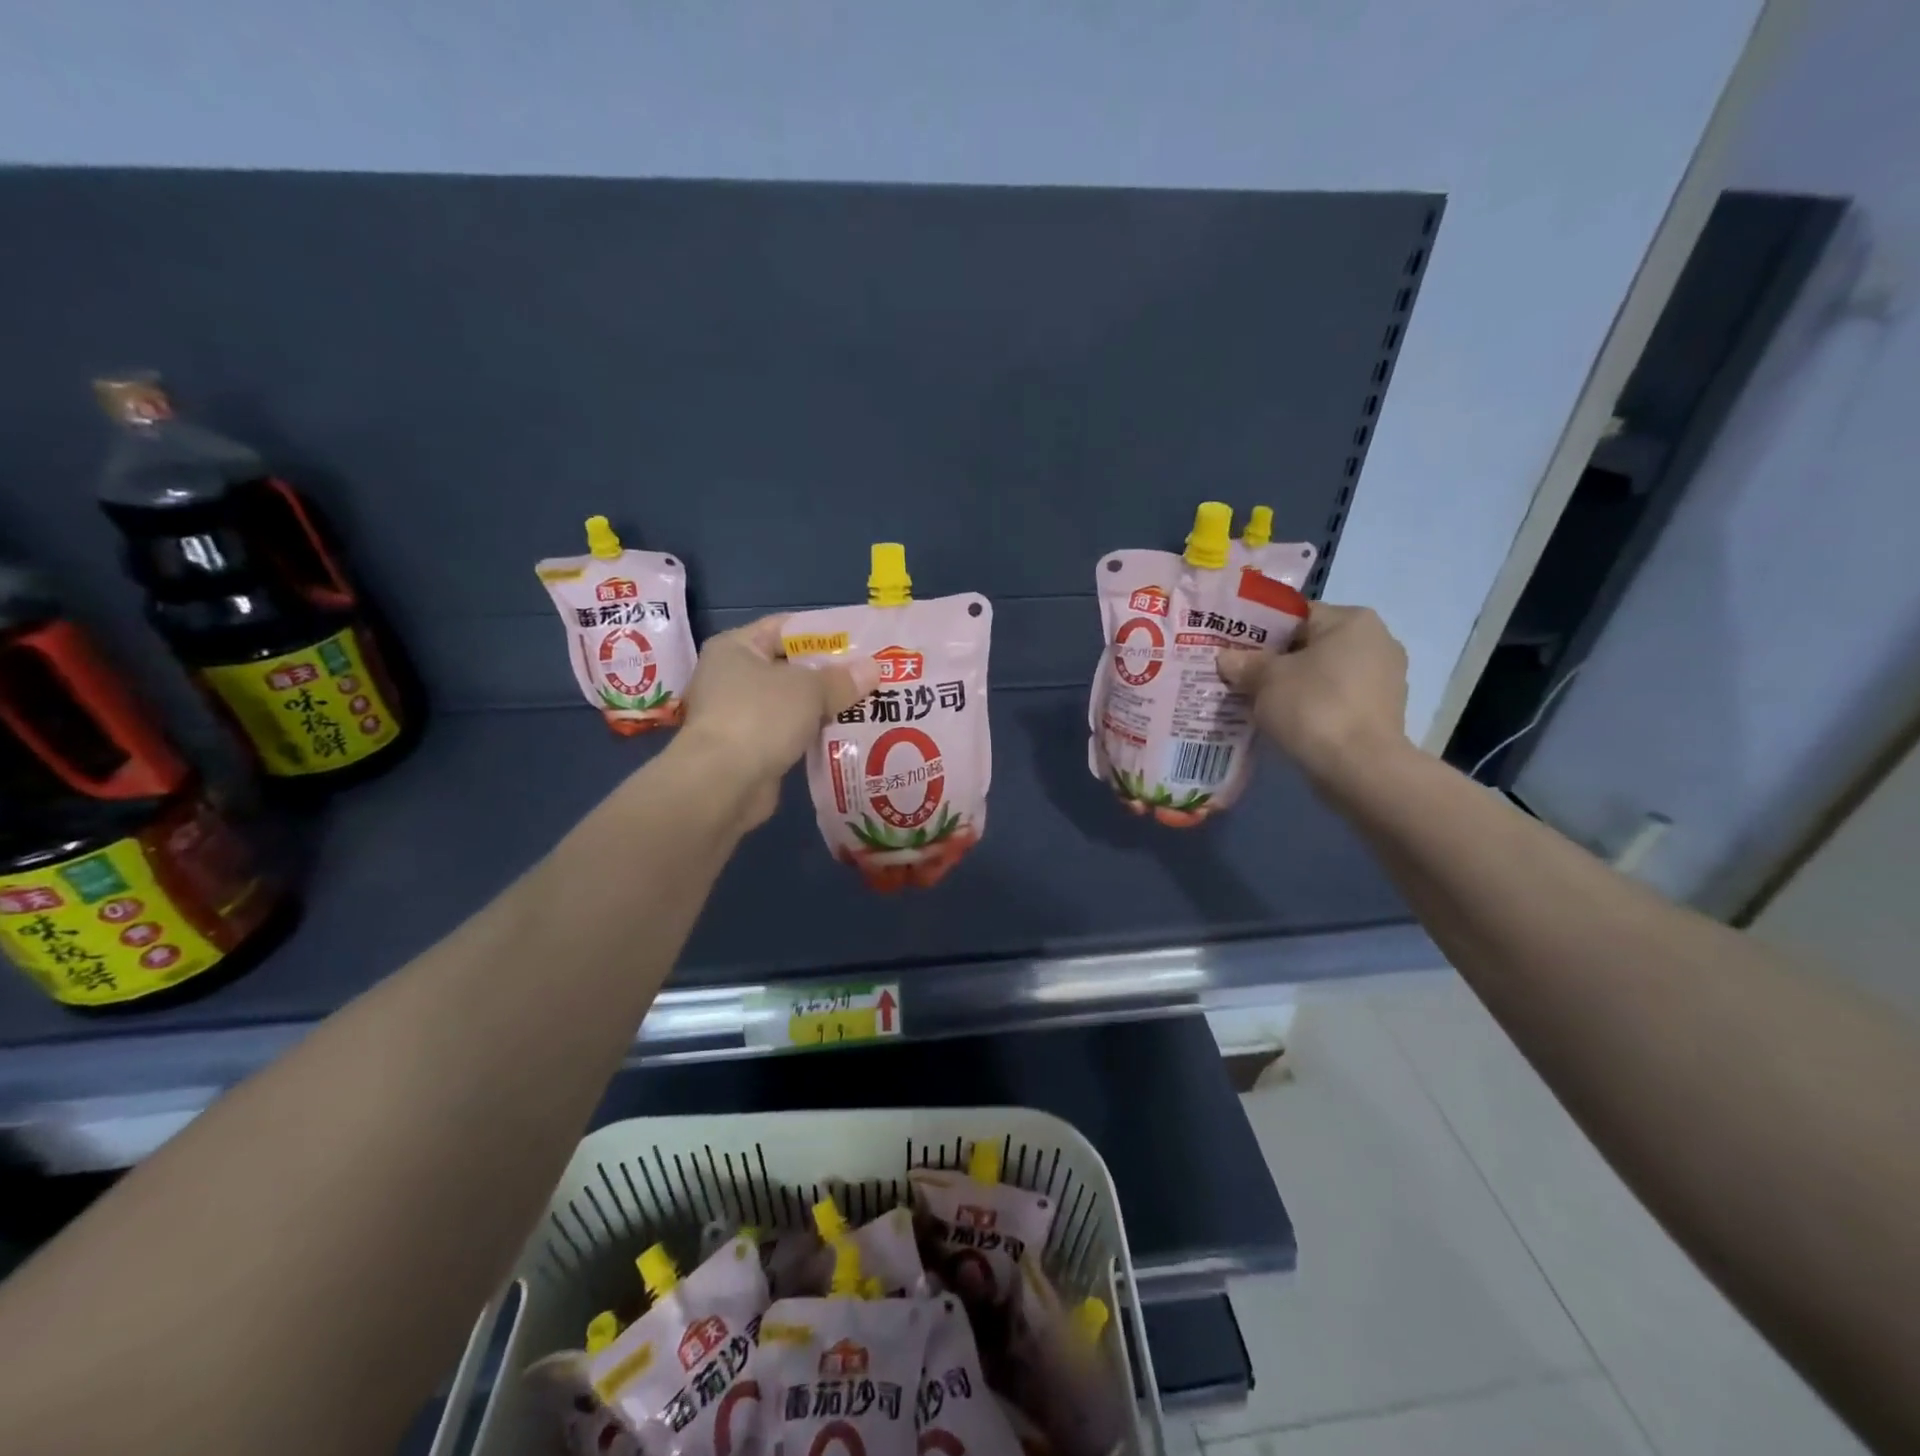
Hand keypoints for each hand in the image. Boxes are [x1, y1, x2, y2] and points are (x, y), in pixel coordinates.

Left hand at [674, 616, 879, 828]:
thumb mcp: (808, 689)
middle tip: (873, 674)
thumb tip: (873, 669)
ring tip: (871, 703)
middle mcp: (733, 676)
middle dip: (832, 672)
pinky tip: (850, 733)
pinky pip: (792, 732)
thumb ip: (841, 679)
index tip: (862, 640)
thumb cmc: (760, 717)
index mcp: (736, 647)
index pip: (786, 628)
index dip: (825, 632)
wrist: (723, 783)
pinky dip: (816, 733)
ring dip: (827, 705)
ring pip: (794, 702)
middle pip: (792, 666)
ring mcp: (740, 714)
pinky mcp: (752, 748)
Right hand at [1217, 604, 1410, 784]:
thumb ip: (1245, 663)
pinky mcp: (1383, 712)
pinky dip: (1314, 706)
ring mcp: (1385, 678)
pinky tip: (1289, 721)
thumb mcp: (1265, 679)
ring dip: (1296, 685)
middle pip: (1312, 644)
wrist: (1360, 768)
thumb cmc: (1313, 706)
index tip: (1235, 650)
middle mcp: (1377, 640)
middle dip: (1278, 660)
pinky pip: (1337, 699)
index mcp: (1352, 620)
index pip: (1297, 614)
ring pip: (1325, 674)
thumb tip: (1227, 658)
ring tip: (1260, 702)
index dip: (1261, 630)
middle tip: (1242, 677)